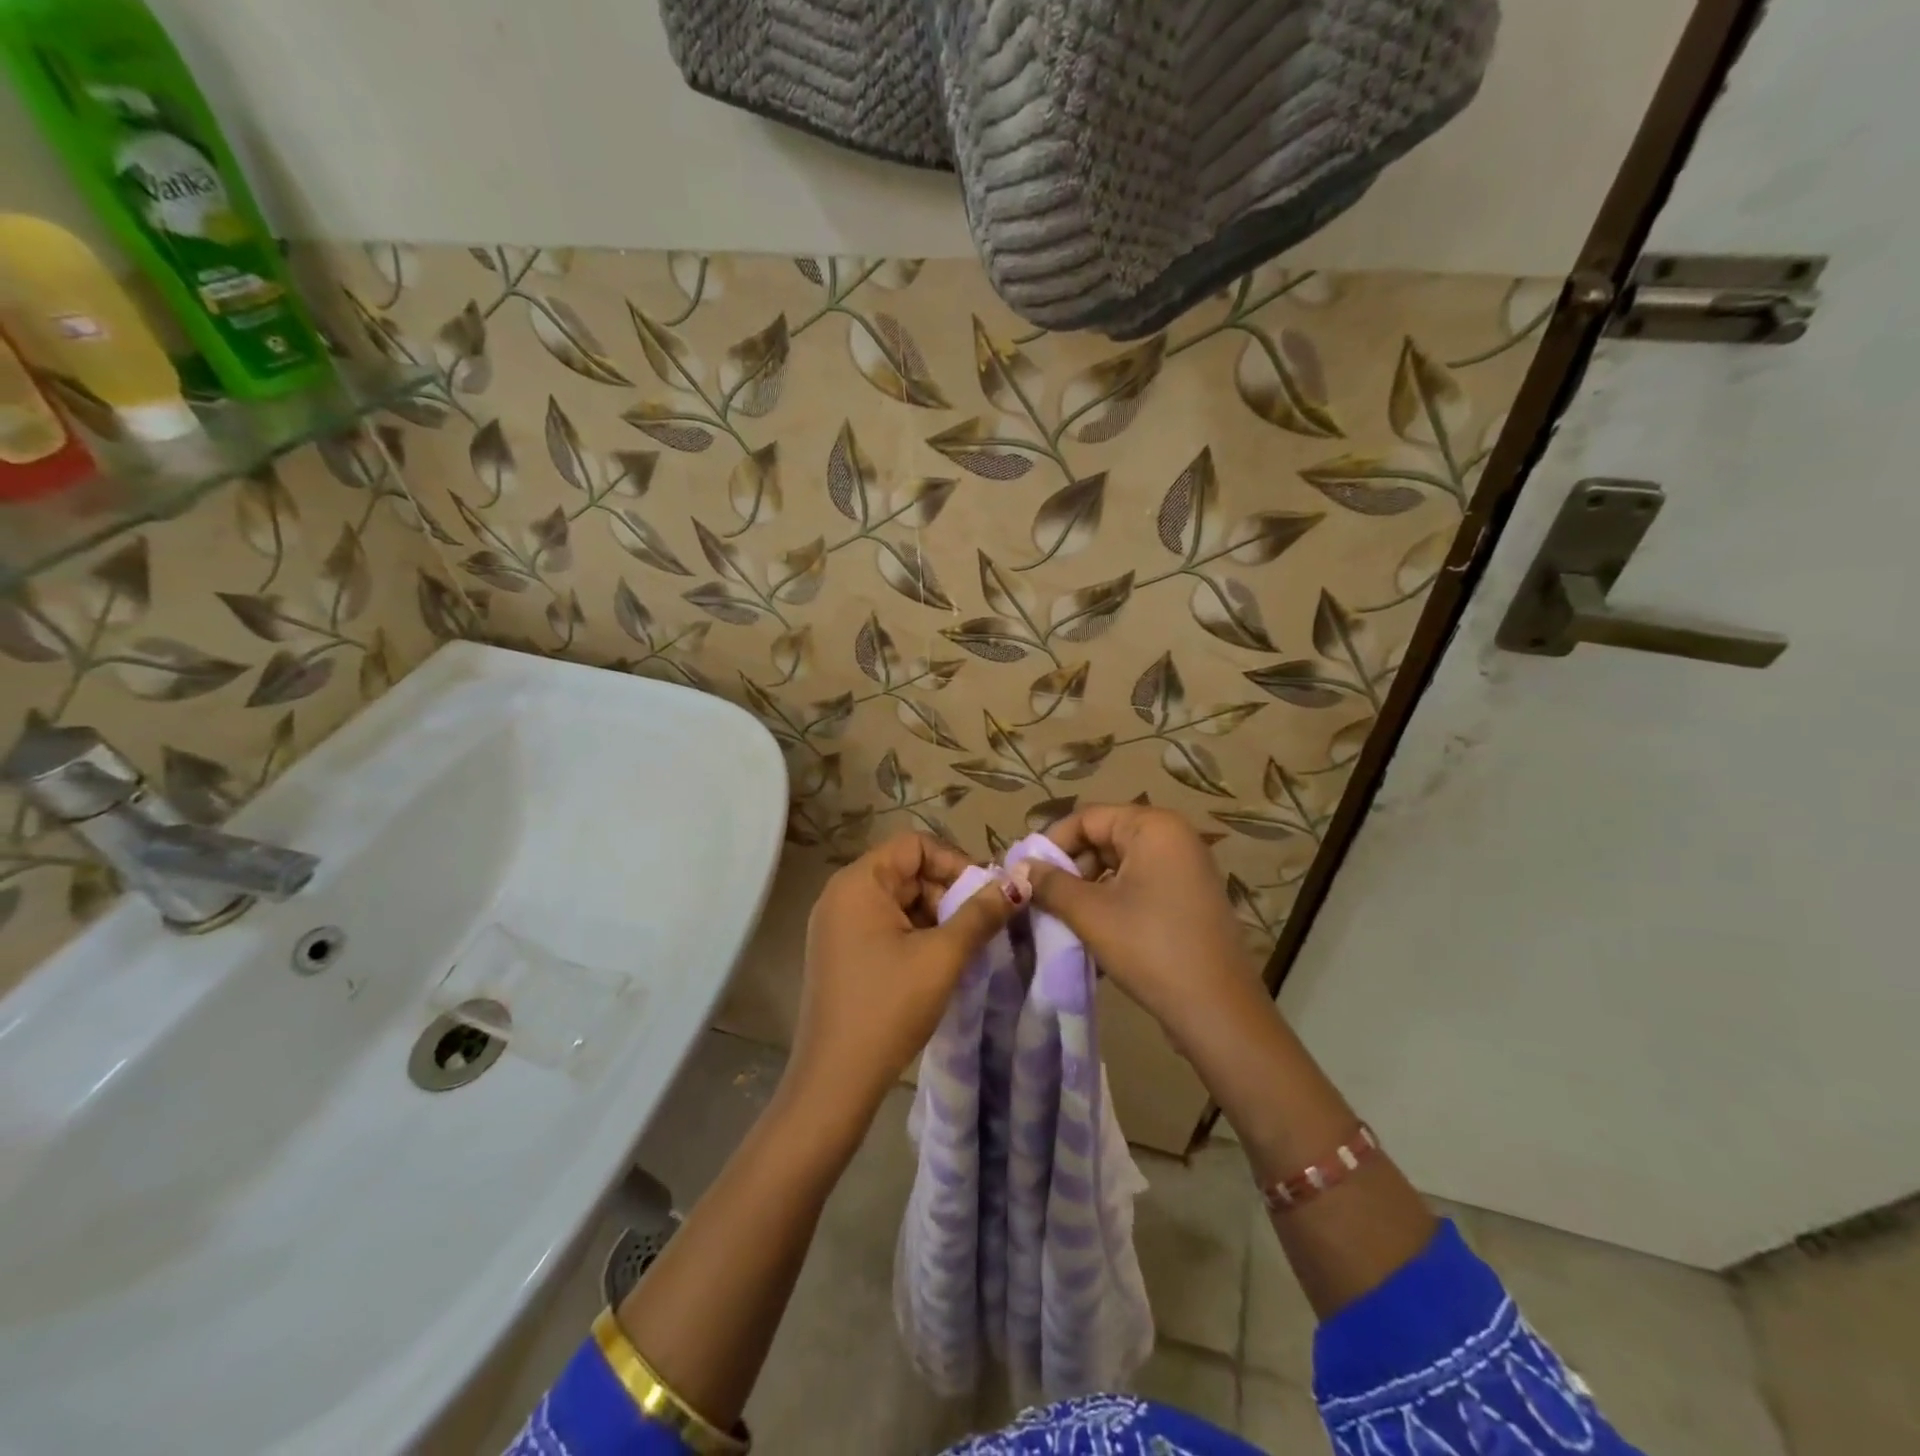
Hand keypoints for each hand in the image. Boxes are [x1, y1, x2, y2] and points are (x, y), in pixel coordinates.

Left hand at [788, 833, 1017, 1124]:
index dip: (955, 862)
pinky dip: (916, 935)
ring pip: (899, 901)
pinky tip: (938, 964)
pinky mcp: (840, 952)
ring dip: (936, 917)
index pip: (915, 845)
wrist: (835, 1081)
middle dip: (948, 893)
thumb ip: (981, 914)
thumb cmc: (889, 1008)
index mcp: (858, 882)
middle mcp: (841, 894)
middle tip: (980, 927)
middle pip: (907, 871)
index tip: (985, 895)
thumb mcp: (942, 957)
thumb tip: (1019, 882)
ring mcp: (837, 925)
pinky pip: (885, 925)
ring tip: (964, 949)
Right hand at [1023, 804, 1262, 1040]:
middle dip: (1070, 869)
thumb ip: (1050, 884)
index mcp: (1154, 826)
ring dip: (1087, 889)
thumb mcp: (1090, 913)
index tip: (1025, 875)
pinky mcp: (1189, 897)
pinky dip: (1112, 902)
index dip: (1052, 844)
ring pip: (1120, 865)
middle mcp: (1174, 836)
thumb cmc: (1150, 947)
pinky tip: (1093, 932)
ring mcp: (1186, 868)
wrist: (1217, 1011)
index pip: (1087, 818)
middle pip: (1104, 838)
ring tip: (1063, 920)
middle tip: (1042, 901)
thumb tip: (1020, 868)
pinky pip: (1139, 885)